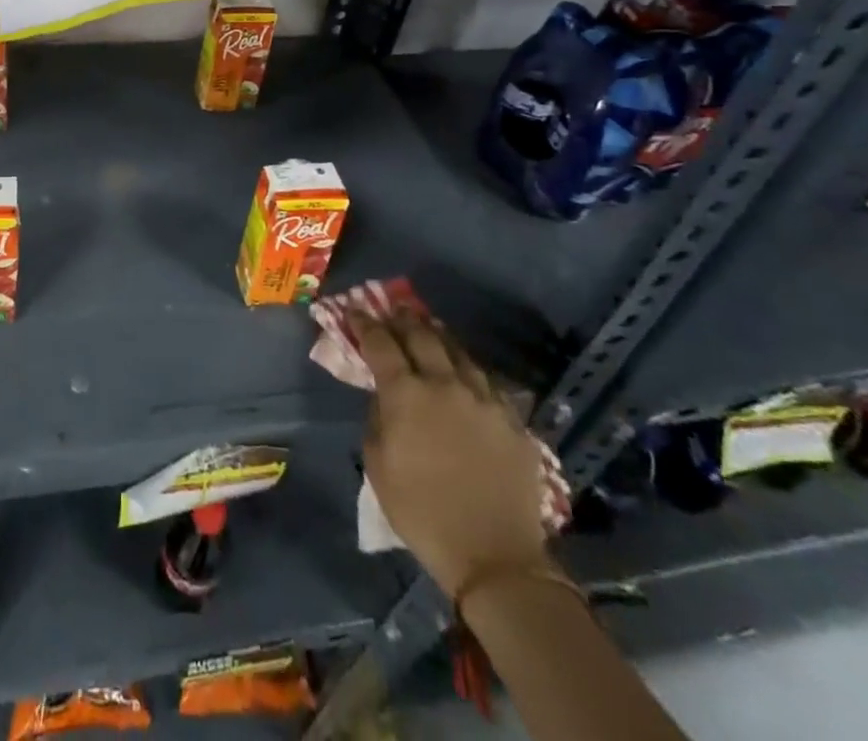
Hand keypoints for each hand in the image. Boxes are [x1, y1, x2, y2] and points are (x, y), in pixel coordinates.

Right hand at [352, 306, 553, 597]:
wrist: (495, 557)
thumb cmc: (422, 512)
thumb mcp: (377, 466)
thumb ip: (377, 419)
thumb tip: (384, 396)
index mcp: (406, 394)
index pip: (380, 343)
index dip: (365, 323)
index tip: (355, 312)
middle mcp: (445, 384)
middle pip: (422, 336)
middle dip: (404, 319)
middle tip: (395, 310)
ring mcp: (483, 399)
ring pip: (459, 352)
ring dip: (439, 337)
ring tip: (431, 329)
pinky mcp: (512, 420)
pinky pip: (487, 381)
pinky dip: (469, 368)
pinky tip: (466, 371)